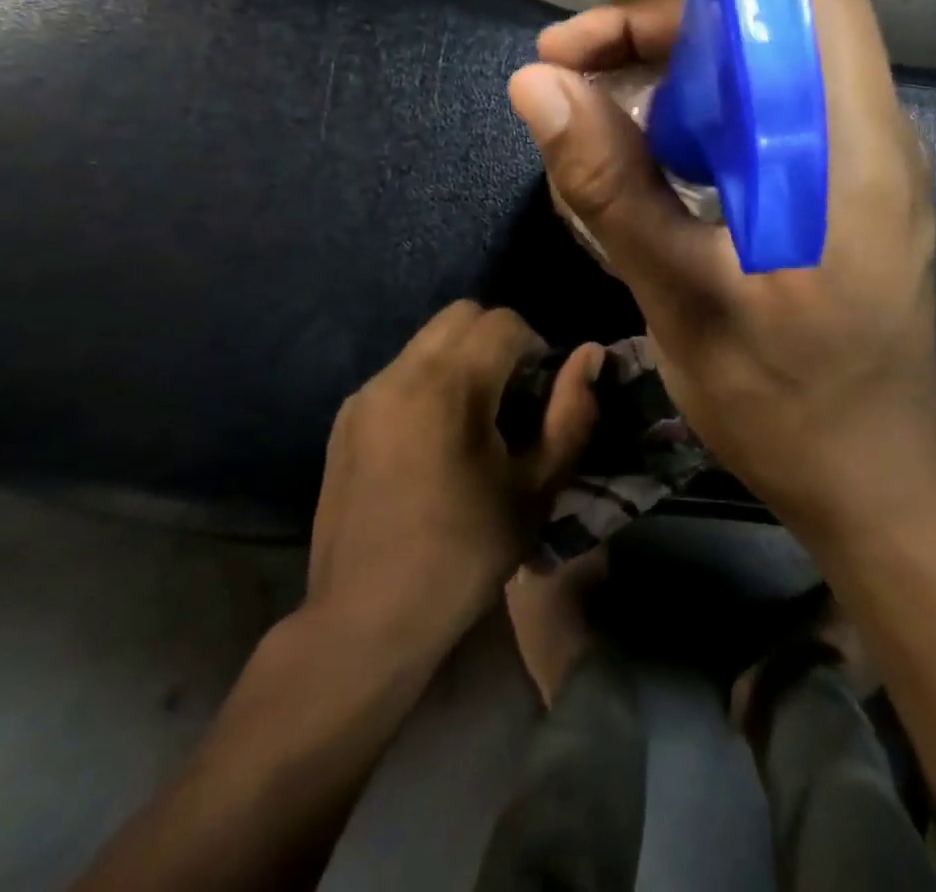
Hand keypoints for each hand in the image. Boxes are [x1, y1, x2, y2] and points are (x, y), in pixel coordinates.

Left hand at [305, 302, 601, 654]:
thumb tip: (589, 353)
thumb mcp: (536, 487)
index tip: (541, 391)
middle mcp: (401, 373)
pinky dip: (428, 381)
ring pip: (428, 339)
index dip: (535, 346)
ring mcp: (366, 394)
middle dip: (498, 338)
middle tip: (512, 393)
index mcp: (449, 386)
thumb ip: (571, 412)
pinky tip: (434, 440)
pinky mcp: (345, 418)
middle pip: (462, 314)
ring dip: (462, 357)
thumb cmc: (465, 554)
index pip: (504, 322)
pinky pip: (399, 371)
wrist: (366, 620)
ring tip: (474, 418)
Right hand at [507, 0, 935, 538]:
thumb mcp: (682, 295)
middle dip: (662, 19)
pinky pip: (765, 119)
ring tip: (585, 105)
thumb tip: (535, 83)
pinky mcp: (837, 194)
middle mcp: (862, 133)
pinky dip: (699, 114)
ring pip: (760, 71)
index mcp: (846, 142)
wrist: (875, 481)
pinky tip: (640, 151)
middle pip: (768, 21)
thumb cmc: (788, 402)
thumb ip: (610, 185)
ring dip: (672, 70)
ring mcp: (853, 165)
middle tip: (565, 59)